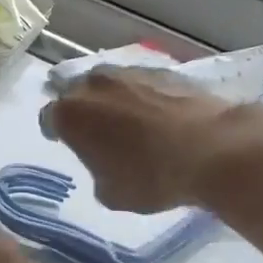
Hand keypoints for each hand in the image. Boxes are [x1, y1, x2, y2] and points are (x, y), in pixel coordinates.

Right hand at [41, 66, 233, 213]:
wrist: (213, 150)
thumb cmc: (151, 178)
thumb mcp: (110, 193)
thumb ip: (96, 172)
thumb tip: (106, 163)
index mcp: (70, 115)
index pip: (49, 119)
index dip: (56, 132)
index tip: (66, 143)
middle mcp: (93, 85)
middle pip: (76, 92)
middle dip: (82, 109)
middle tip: (96, 131)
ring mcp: (130, 73)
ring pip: (110, 83)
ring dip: (112, 99)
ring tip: (129, 121)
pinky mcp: (165, 70)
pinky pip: (142, 83)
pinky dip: (144, 96)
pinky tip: (158, 115)